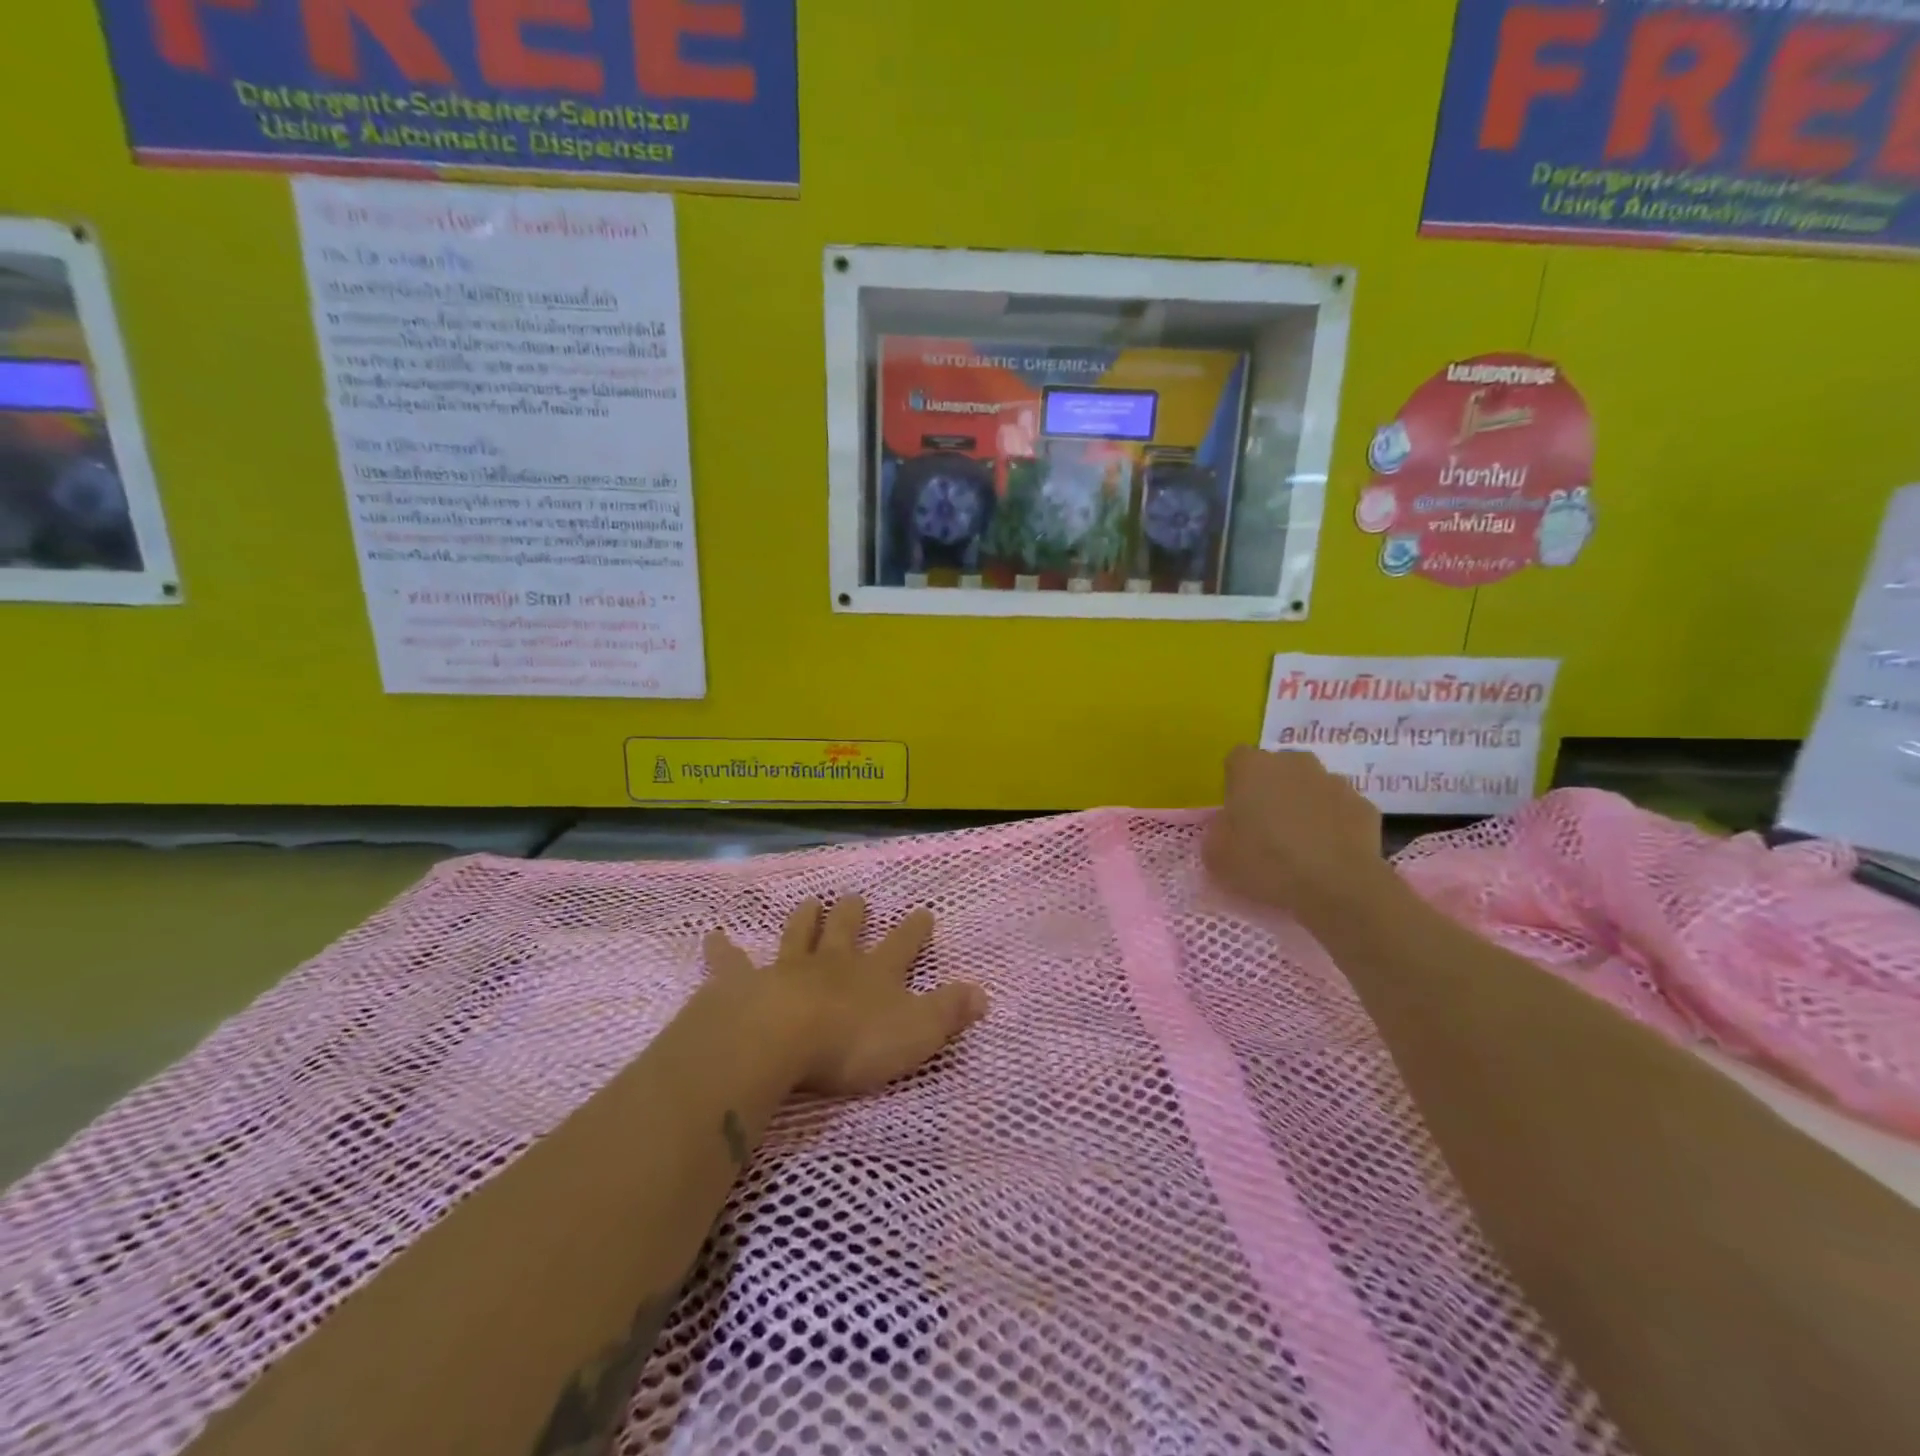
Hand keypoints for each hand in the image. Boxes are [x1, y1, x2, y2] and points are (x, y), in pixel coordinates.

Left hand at [703, 897, 988, 1096]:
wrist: (779, 1039)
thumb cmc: (852, 1041)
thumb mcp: (916, 1033)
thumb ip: (949, 1012)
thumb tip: (983, 992)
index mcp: (874, 975)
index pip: (903, 946)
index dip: (915, 929)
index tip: (923, 911)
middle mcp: (833, 963)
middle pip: (845, 930)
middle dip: (853, 913)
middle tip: (856, 898)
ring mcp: (787, 969)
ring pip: (798, 934)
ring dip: (805, 918)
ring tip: (810, 902)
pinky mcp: (744, 983)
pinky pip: (731, 962)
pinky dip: (723, 950)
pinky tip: (713, 936)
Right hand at [1202, 746, 1393, 918]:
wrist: (1336, 886)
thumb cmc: (1265, 862)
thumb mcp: (1216, 853)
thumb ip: (1218, 830)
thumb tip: (1230, 826)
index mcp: (1253, 767)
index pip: (1237, 759)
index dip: (1235, 784)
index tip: (1236, 812)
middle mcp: (1294, 763)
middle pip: (1278, 768)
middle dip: (1272, 790)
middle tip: (1266, 828)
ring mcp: (1334, 781)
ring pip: (1312, 787)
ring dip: (1305, 806)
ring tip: (1300, 845)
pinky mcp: (1365, 806)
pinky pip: (1340, 811)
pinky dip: (1334, 826)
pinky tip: (1329, 855)